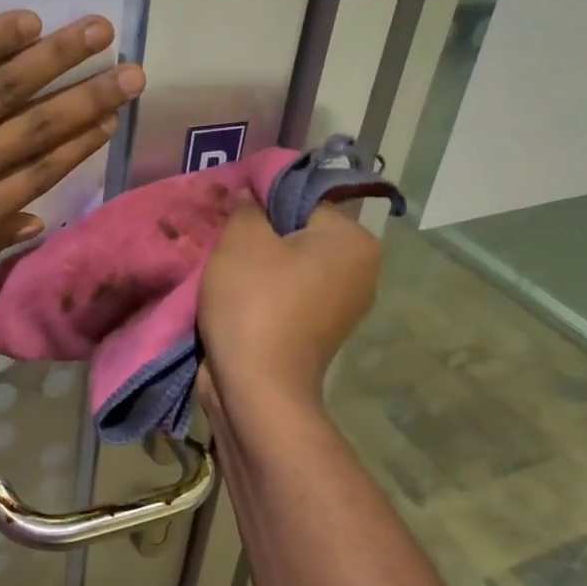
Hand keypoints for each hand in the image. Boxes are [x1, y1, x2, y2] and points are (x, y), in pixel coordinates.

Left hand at [0, 10, 144, 319]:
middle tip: (135, 71)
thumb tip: (32, 220)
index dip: (83, 141)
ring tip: (98, 31)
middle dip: (92, 96)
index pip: (42, 171)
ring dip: (58, 57)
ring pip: (7, 87)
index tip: (113, 117)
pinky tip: (26, 22)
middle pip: (40, 125)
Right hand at [198, 202, 381, 404]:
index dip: (262, 204)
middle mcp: (361, 272)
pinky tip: (235, 299)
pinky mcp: (319, 334)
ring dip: (259, 268)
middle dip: (261, 237)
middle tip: (225, 245)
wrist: (257, 389)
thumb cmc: (255, 303)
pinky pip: (289, 297)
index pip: (302, 200)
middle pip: (299, 235)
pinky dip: (264, 295)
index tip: (231, 218)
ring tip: (225, 273)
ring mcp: (343, 308)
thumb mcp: (242, 239)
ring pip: (291, 268)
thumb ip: (248, 206)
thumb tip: (253, 196)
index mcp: (355, 241)